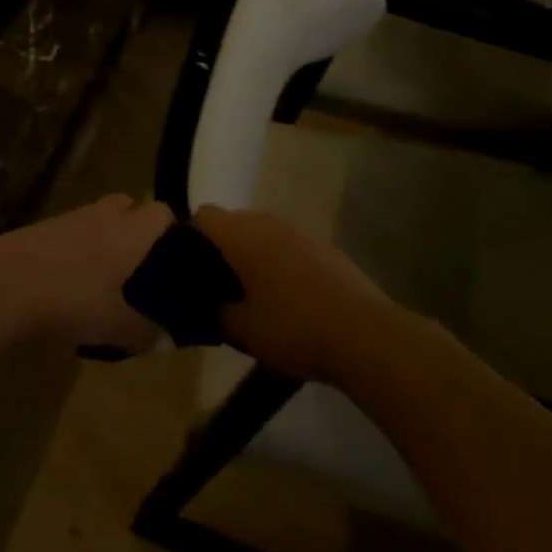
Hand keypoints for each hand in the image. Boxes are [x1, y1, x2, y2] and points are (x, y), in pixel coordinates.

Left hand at [0, 194, 173, 353]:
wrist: (2, 283)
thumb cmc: (71, 298)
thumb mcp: (115, 325)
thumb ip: (146, 331)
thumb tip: (167, 339)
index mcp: (131, 230)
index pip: (163, 212)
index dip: (173, 232)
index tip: (176, 262)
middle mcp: (105, 214)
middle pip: (129, 207)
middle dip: (136, 232)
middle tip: (139, 270)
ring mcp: (70, 217)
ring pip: (99, 221)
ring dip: (104, 241)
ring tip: (104, 281)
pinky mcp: (42, 228)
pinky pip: (72, 233)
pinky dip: (77, 251)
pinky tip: (70, 283)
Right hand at [193, 205, 396, 385]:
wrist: (365, 335)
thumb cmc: (293, 327)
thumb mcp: (242, 330)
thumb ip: (214, 314)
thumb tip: (202, 307)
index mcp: (240, 234)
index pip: (202, 216)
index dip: (188, 239)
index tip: (185, 271)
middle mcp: (267, 221)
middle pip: (231, 223)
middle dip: (219, 251)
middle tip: (215, 289)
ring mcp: (299, 231)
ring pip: (260, 234)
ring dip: (250, 257)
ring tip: (248, 297)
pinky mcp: (323, 247)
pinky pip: (286, 246)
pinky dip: (277, 264)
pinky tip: (284, 300)